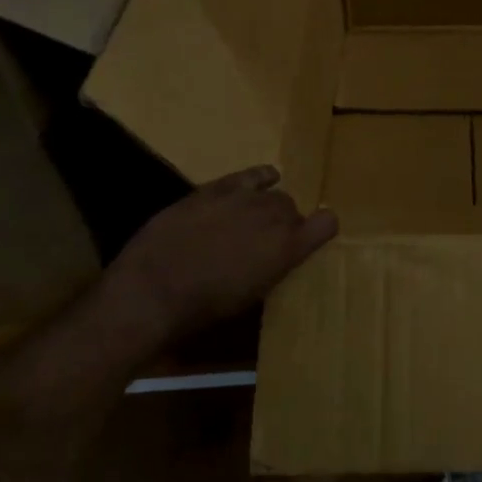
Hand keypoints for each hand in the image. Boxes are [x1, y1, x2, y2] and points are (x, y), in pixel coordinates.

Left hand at [96, 166, 336, 351]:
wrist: (154, 288)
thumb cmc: (206, 307)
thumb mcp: (252, 295)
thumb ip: (274, 268)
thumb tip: (276, 258)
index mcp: (288, 248)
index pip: (327, 223)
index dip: (322, 229)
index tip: (312, 239)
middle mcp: (274, 216)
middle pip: (294, 209)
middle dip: (286, 223)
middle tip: (267, 241)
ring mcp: (245, 197)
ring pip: (274, 192)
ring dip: (269, 205)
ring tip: (253, 219)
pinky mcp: (217, 187)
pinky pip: (252, 174)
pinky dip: (261, 178)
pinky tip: (261, 181)